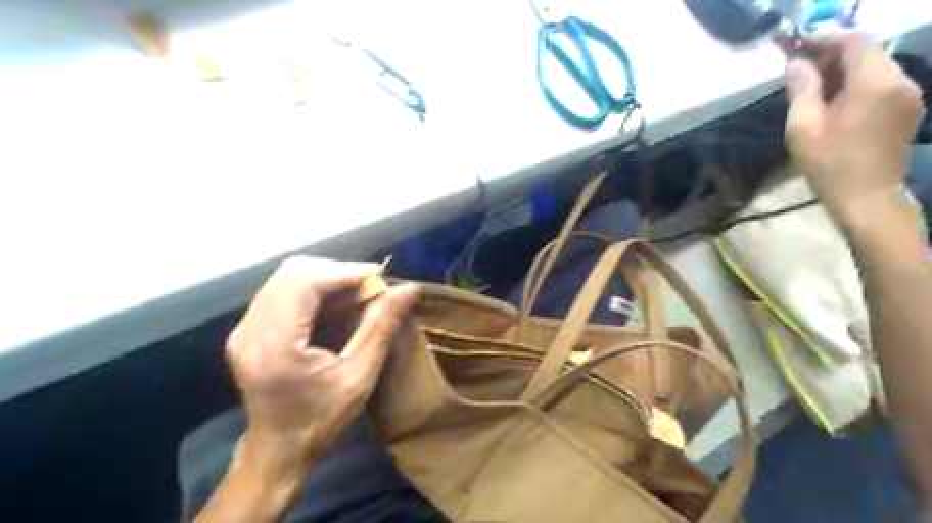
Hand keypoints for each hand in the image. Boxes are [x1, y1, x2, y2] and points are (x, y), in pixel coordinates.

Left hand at [223, 259, 415, 492]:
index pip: (304, 282)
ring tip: (358, 293)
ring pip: (286, 278)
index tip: (380, 276)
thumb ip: (381, 327)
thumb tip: (409, 289)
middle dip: (336, 271)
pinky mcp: (247, 331)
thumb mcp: (359, 377)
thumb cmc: (321, 421)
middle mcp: (250, 330)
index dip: (344, 271)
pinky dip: (313, 290)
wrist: (277, 453)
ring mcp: (244, 329)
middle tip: (370, 286)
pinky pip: (281, 292)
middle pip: (292, 272)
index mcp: (274, 345)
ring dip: (326, 278)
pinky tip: (336, 303)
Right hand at [785, 33, 922, 220]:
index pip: (854, 41)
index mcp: (873, 82)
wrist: (866, 196)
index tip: (798, 45)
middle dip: (833, 54)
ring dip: (844, 69)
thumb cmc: (829, 163)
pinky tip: (835, 99)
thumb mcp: (803, 126)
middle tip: (801, 66)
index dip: (825, 39)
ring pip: (875, 66)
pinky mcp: (907, 107)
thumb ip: (801, 89)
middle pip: (868, 51)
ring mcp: (908, 93)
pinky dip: (857, 82)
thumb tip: (796, 63)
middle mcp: (899, 79)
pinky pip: (882, 82)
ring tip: (814, 84)